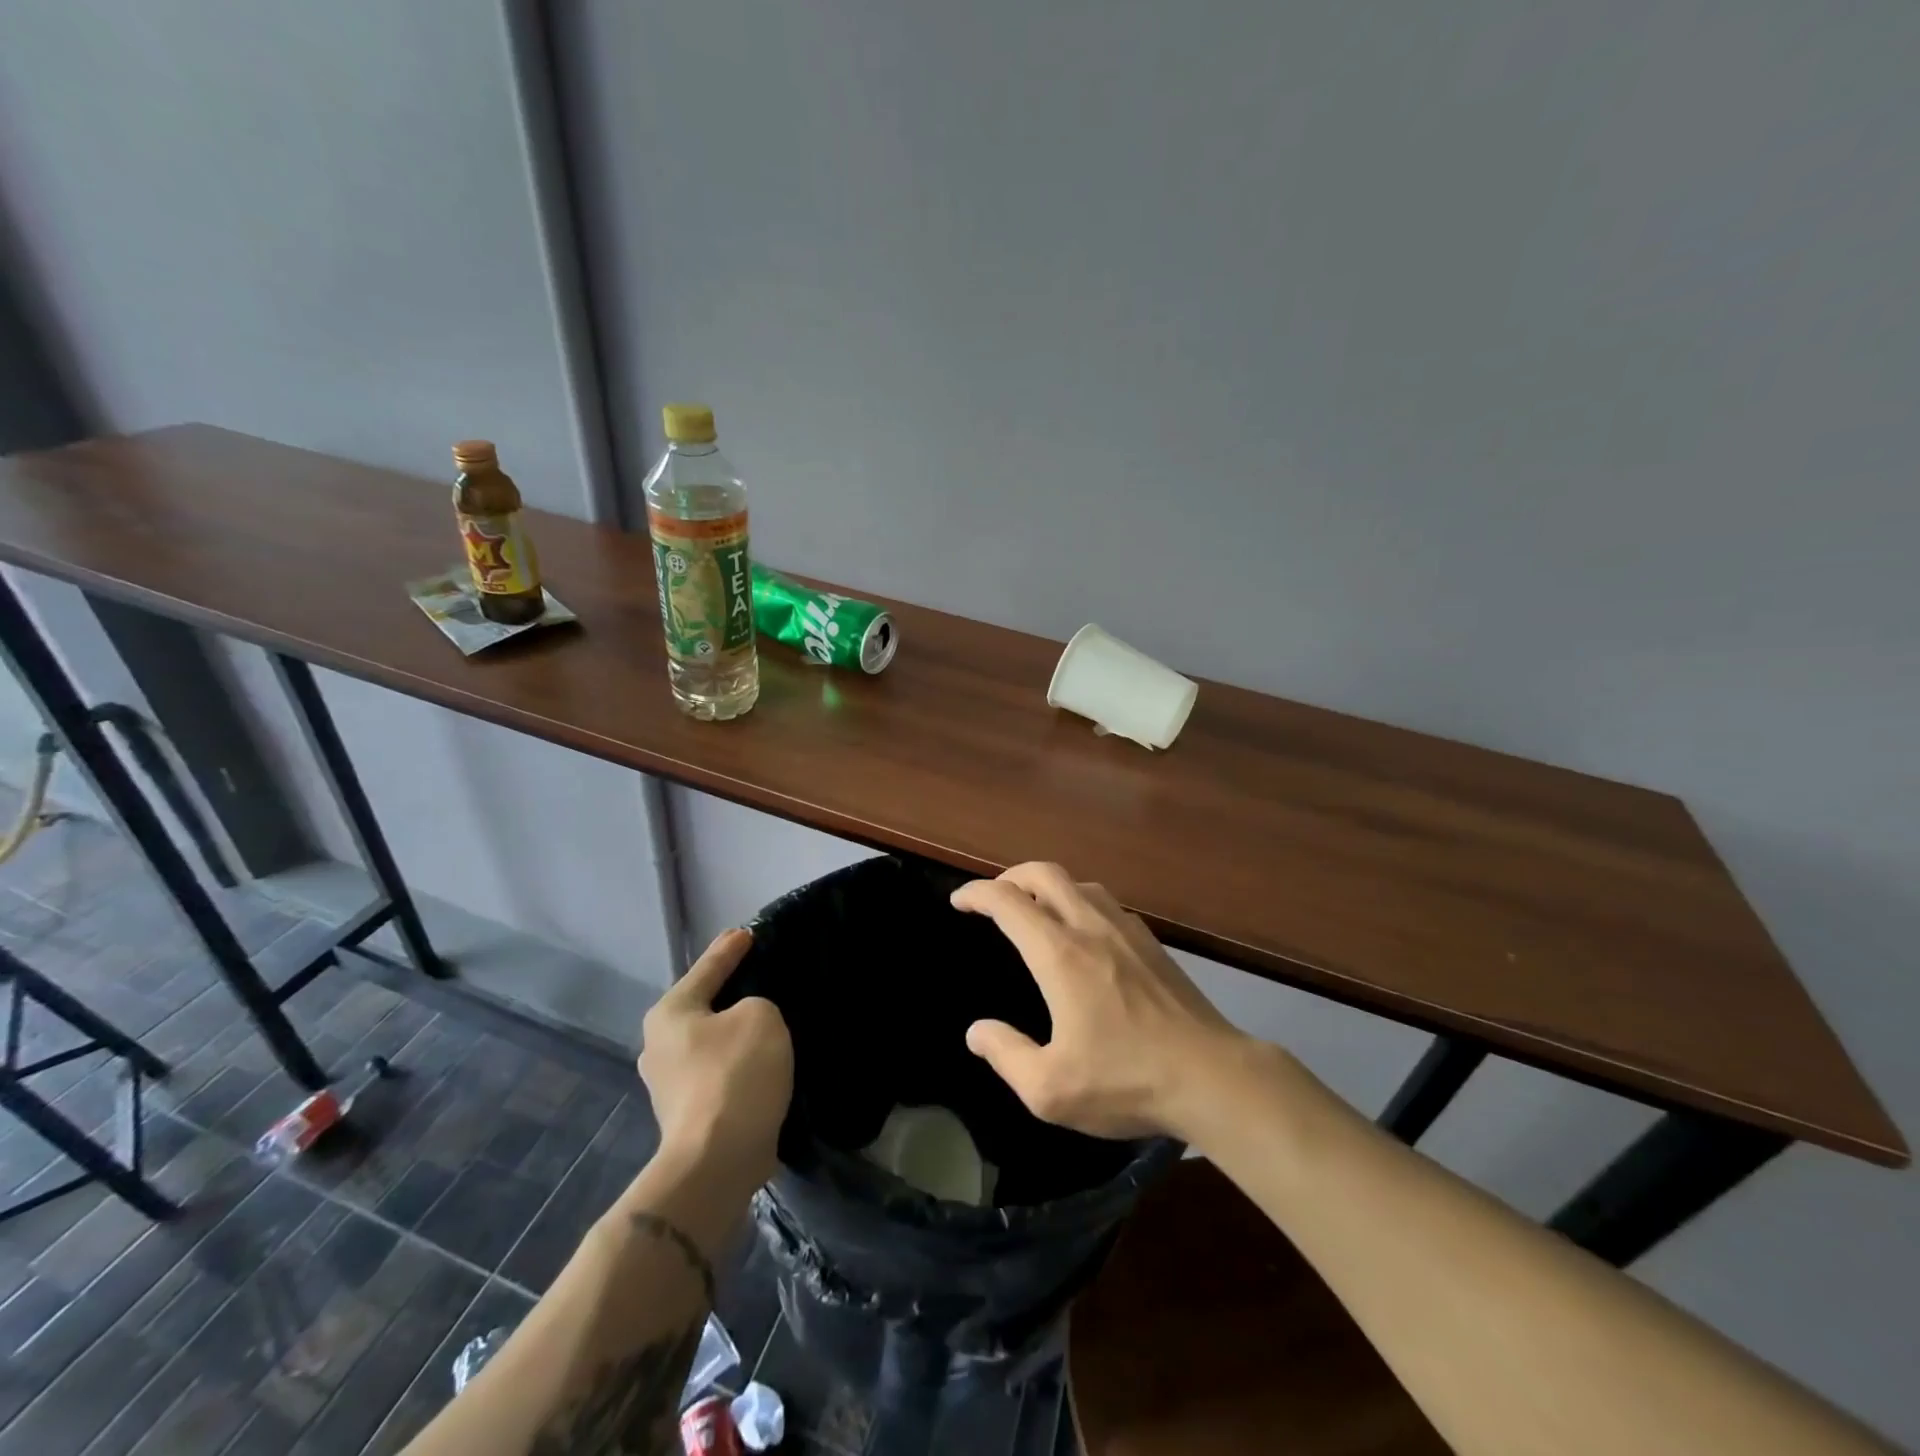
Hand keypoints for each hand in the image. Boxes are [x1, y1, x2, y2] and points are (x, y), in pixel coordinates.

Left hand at [638, 929, 792, 1192]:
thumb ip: (756, 1004)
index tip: (749, 932)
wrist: (716, 1161)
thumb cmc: (735, 1074)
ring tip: (769, 1024)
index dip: (731, 948)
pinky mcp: (687, 1114)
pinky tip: (763, 1064)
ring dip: (736, 1034)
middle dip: (731, 993)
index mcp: (670, 1013)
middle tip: (763, 978)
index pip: (707, 967)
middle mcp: (659, 1045)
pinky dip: (739, 1064)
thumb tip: (745, 1023)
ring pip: (711, 1042)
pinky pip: (719, 1072)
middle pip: (704, 1006)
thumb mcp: (760, 1016)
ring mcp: (669, 1085)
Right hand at [951, 863, 1243, 1139]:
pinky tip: (1084, 932)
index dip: (977, 894)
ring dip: (1048, 886)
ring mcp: (1127, 931)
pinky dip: (1080, 901)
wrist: (1212, 1076)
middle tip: (993, 897)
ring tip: (1035, 909)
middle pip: (1045, 873)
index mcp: (1060, 955)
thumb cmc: (1126, 1081)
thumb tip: (977, 1031)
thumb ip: (1006, 1055)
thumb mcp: (1050, 1089)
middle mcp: (1091, 928)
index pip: (1008, 902)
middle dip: (1010, 876)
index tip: (959, 901)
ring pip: (1080, 883)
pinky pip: (1106, 903)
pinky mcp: (1153, 943)